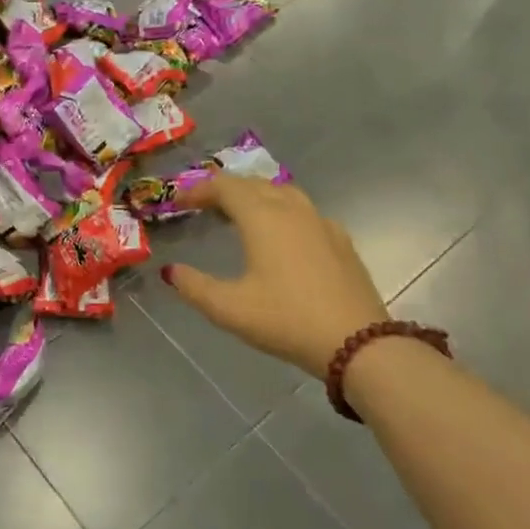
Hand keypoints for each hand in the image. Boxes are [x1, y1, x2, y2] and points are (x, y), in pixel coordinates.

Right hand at [161, 176, 387, 373]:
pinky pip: (304, 211)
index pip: (225, 187)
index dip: (198, 190)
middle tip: (203, 207)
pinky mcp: (341, 241)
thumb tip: (170, 271)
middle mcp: (292, 210)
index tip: (178, 203)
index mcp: (262, 218)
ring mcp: (321, 223)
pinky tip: (281, 236)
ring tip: (239, 215)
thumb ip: (194, 286)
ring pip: (282, 193)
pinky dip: (282, 211)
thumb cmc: (286, 320)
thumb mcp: (229, 309)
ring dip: (255, 196)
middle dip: (225, 190)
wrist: (359, 344)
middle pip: (253, 184)